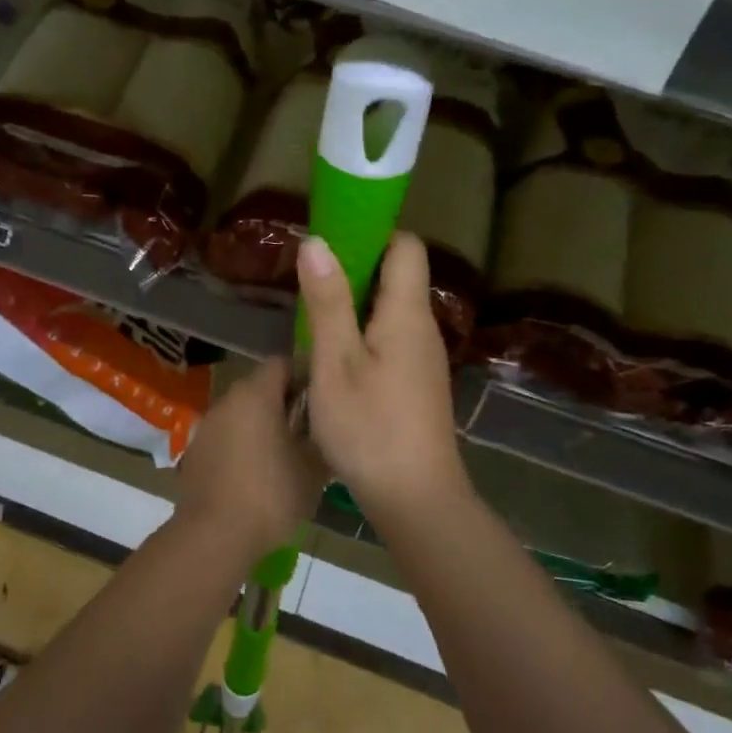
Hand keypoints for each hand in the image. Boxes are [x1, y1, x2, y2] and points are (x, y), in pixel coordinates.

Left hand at [177, 358, 324, 560]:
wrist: (214, 536)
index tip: (323, 397)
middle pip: (260, 387)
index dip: (305, 375)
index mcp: (255, 395)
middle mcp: (227, 401)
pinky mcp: (195, 452)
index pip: (282, 364)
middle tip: (310, 428)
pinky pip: (226, 437)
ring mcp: (207, 426)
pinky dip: (242, 445)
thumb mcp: (313, 468)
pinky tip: (256, 474)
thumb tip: (327, 425)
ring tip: (286, 453)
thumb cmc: (271, 495)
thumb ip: (321, 436)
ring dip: (262, 424)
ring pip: (242, 413)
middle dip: (285, 402)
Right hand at [297, 232, 471, 524]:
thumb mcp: (336, 362)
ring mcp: (423, 358)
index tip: (330, 238)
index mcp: (407, 314)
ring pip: (390, 311)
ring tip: (312, 316)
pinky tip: (333, 357)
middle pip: (397, 276)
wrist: (415, 499)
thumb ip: (328, 301)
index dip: (371, 232)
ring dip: (354, 304)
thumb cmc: (370, 427)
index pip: (405, 246)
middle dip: (354, 268)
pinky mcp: (416, 383)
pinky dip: (362, 334)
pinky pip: (390, 339)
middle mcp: (422, 328)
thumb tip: (317, 241)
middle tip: (308, 279)